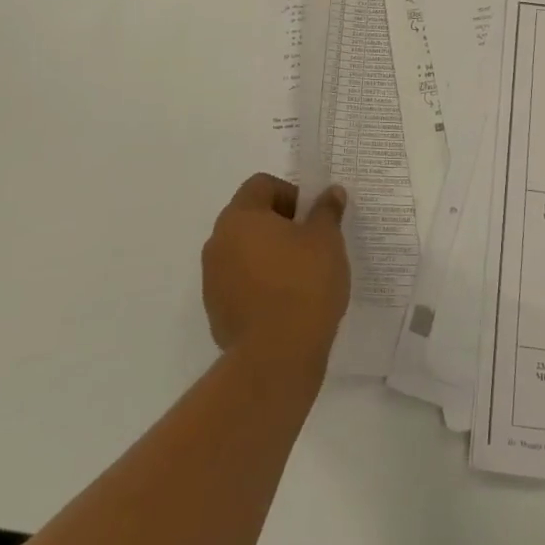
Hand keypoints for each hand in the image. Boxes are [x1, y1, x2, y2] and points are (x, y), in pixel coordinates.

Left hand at [201, 174, 349, 379]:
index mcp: (240, 217)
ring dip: (269, 255)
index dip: (291, 194)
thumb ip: (326, 211)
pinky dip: (260, 284)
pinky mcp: (216, 312)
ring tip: (301, 276)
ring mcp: (213, 280)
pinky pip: (241, 283)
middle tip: (311, 244)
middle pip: (250, 217)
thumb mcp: (326, 240)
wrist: (276, 359)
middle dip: (280, 224)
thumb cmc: (303, 285)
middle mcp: (218, 242)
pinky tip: (286, 303)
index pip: (262, 185)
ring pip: (244, 252)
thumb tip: (331, 193)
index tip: (313, 218)